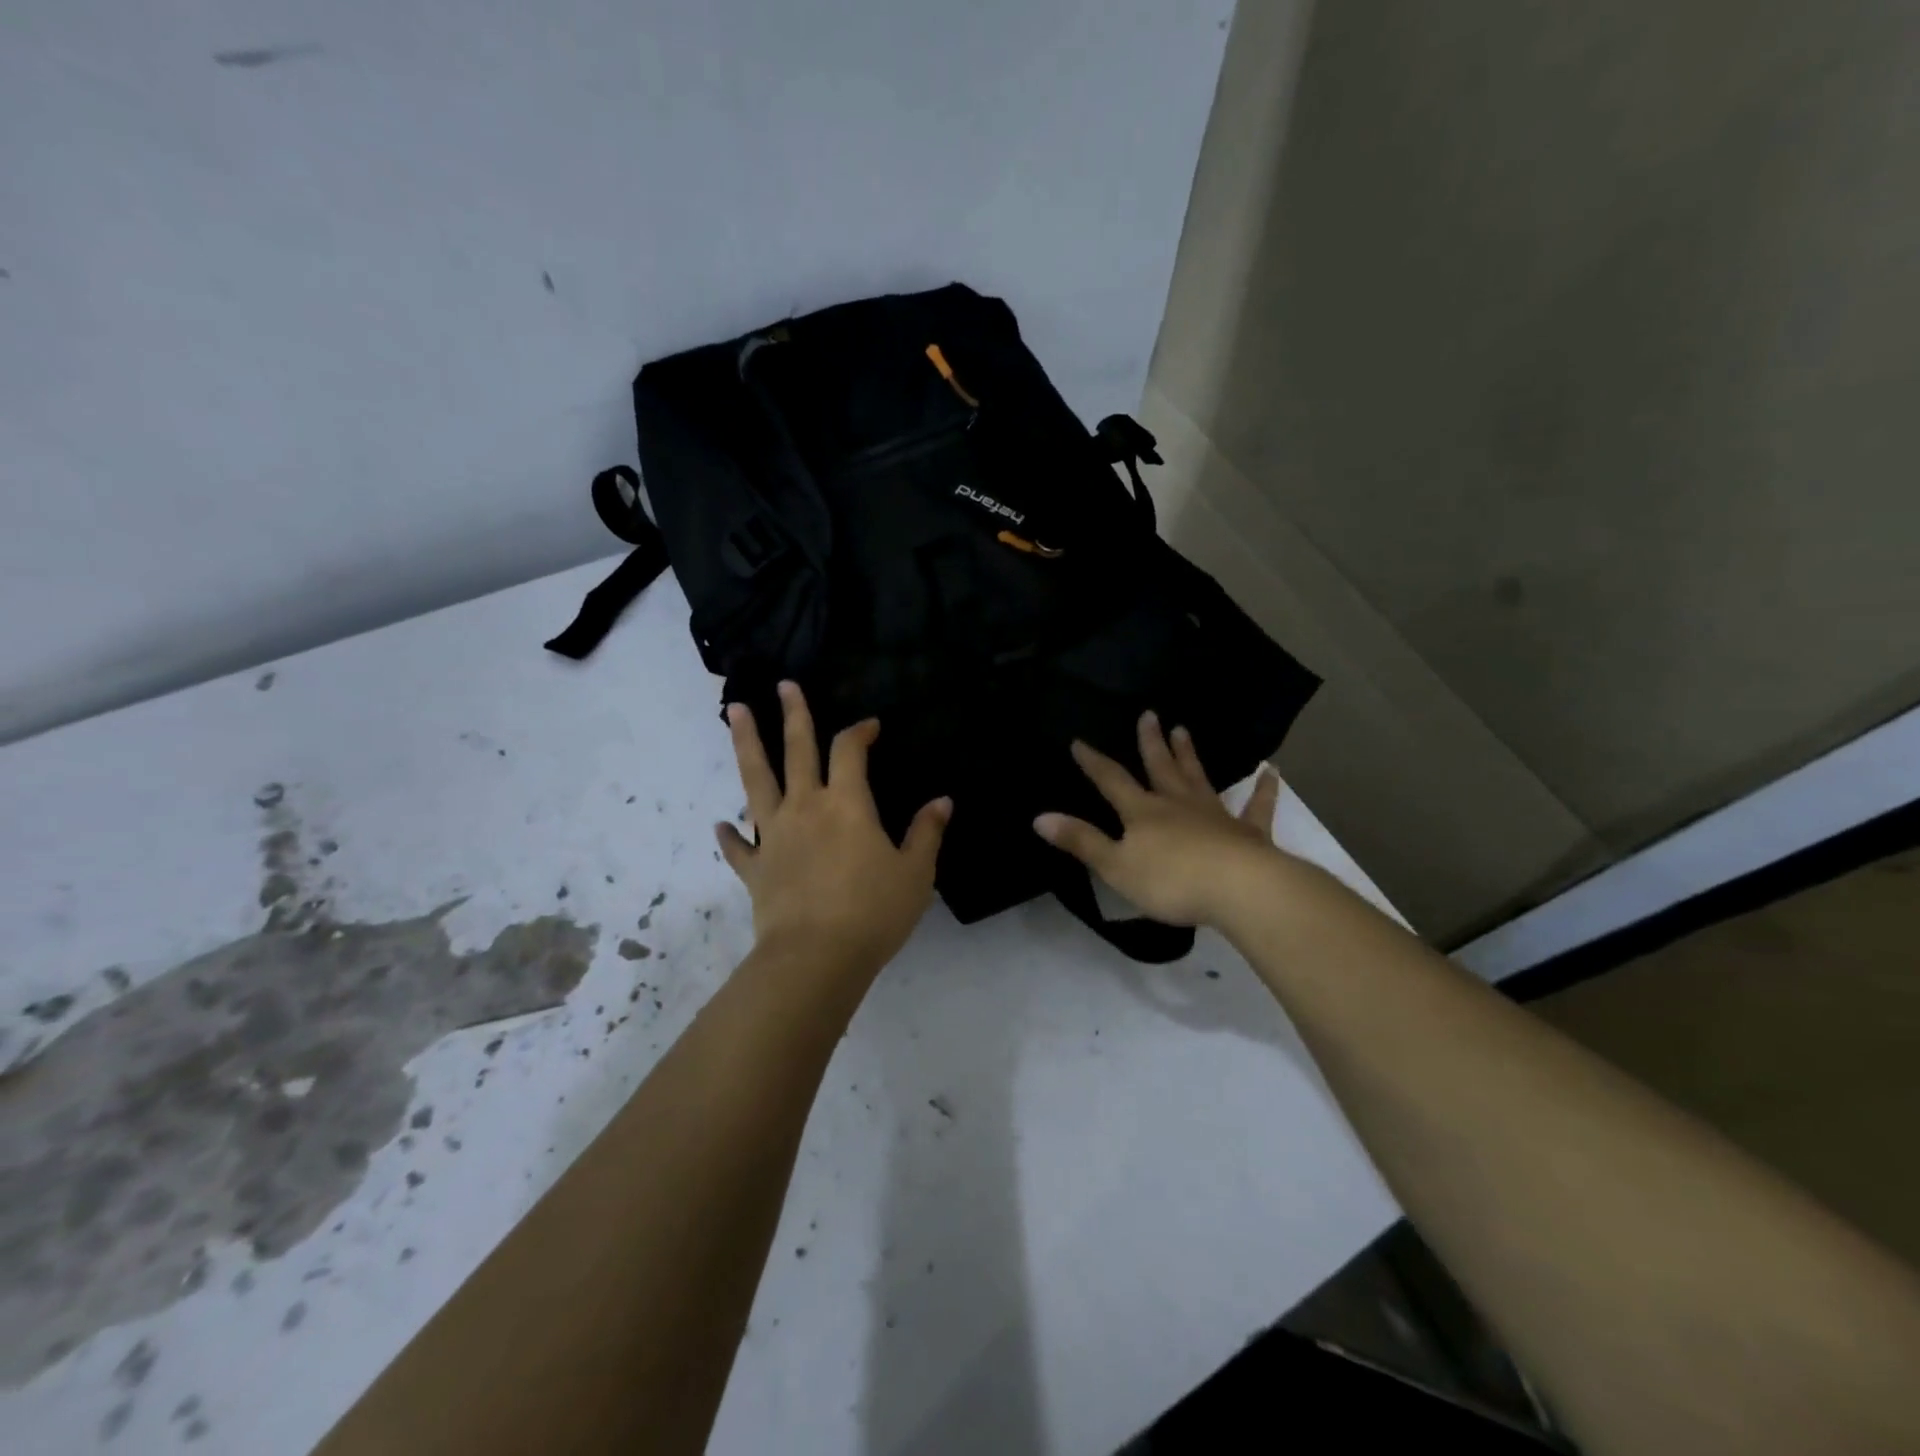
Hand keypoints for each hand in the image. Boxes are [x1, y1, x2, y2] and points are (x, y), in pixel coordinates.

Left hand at [717, 681, 951, 979]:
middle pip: (796, 749)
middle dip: (793, 714)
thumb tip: (942, 801)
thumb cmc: (873, 911)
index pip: (850, 750)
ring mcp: (775, 835)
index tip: (870, 726)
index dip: (860, 731)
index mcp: (847, 804)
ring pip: (756, 780)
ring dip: (746, 743)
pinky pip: (739, 847)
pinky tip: (720, 825)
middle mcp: (806, 807)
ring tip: (734, 712)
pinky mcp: (755, 868)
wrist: (816, 958)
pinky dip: (730, 836)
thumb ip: (926, 833)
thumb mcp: (915, 873)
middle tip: (783, 685)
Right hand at [1034, 711, 1281, 927]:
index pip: (1112, 781)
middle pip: (1160, 767)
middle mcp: (1177, 804)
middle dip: (1150, 742)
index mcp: (1143, 812)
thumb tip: (1039, 817)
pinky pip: (1256, 806)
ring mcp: (1214, 815)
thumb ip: (1081, 841)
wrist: (1239, 890)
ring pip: (1198, 778)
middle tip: (1149, 714)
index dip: (1094, 762)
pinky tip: (1272, 772)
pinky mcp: (1248, 832)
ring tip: (1183, 729)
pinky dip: (1264, 789)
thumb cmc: (1171, 881)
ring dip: (1189, 755)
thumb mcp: (1115, 866)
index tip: (1080, 741)